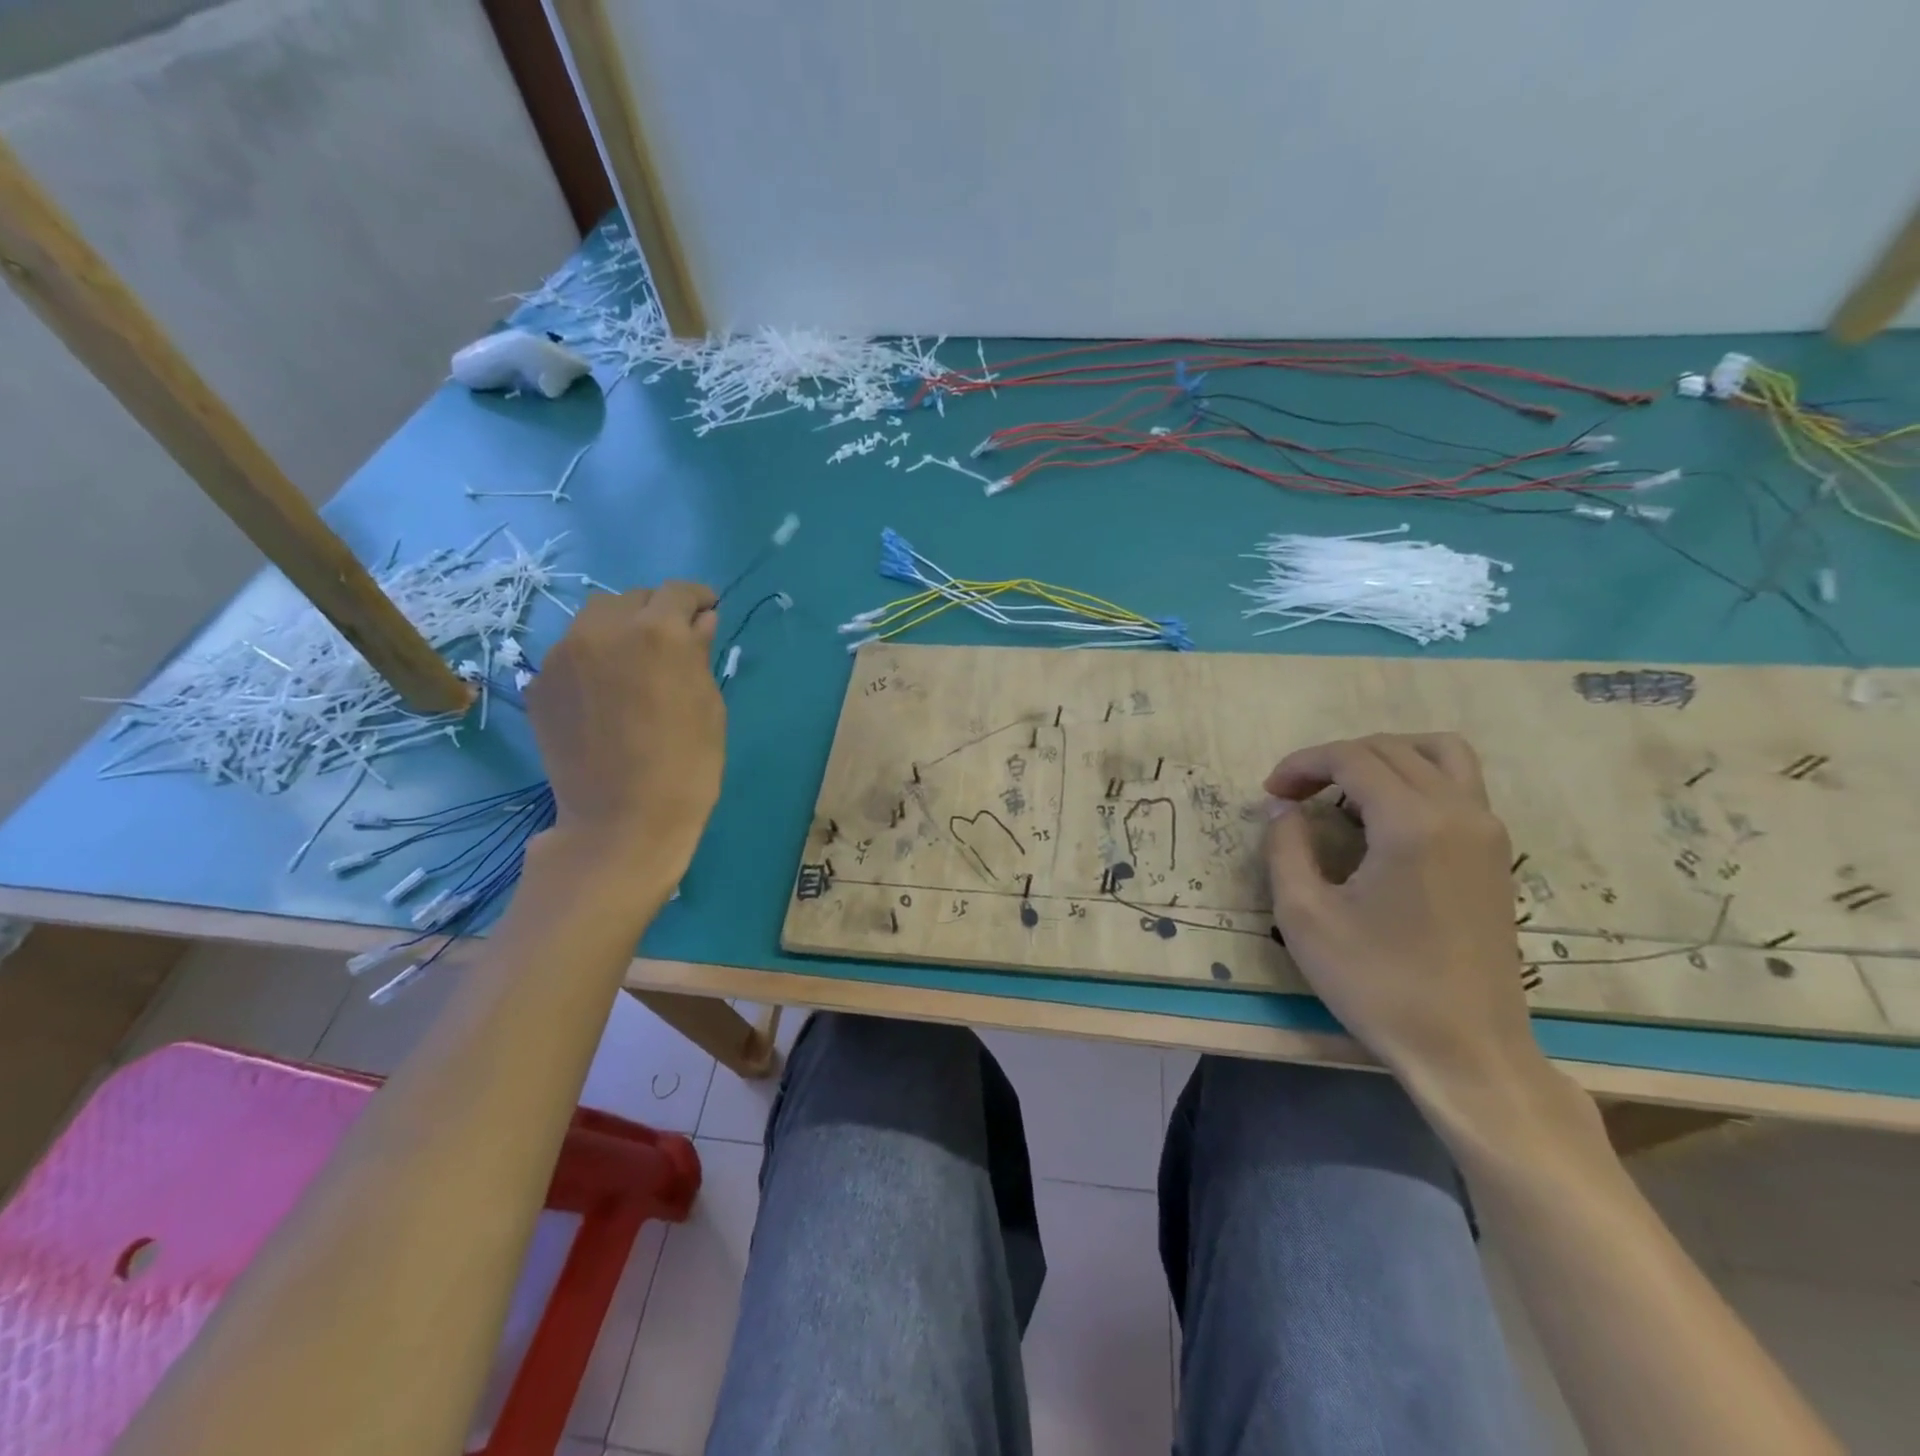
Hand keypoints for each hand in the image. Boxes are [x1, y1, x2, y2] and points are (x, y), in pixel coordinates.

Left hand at [527, 582, 723, 876]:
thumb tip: (699, 622)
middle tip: (673, 643)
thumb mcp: (709, 705)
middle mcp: (604, 630)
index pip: (678, 592)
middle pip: (633, 598)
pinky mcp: (539, 683)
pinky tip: (606, 693)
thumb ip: (700, 653)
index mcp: (657, 633)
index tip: (708, 613)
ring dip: (621, 629)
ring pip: (595, 619)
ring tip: (635, 663)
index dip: (698, 599)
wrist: (621, 821)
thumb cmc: (687, 765)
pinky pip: (572, 652)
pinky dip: (594, 658)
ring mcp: (563, 655)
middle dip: (657, 612)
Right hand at [1262, 733, 1545, 1101]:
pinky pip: (1460, 785)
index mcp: (1411, 823)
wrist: (1466, 1050)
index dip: (1302, 764)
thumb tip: (1284, 808)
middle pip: (1392, 748)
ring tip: (1344, 788)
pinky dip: (1417, 777)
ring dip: (1385, 757)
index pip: (1352, 758)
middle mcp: (1459, 812)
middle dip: (1334, 759)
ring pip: (1440, 754)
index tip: (1270, 793)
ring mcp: (1487, 832)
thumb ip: (1285, 847)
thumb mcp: (1304, 916)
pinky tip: (1383, 817)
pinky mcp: (1497, 854)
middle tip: (1293, 794)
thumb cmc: (1377, 983)